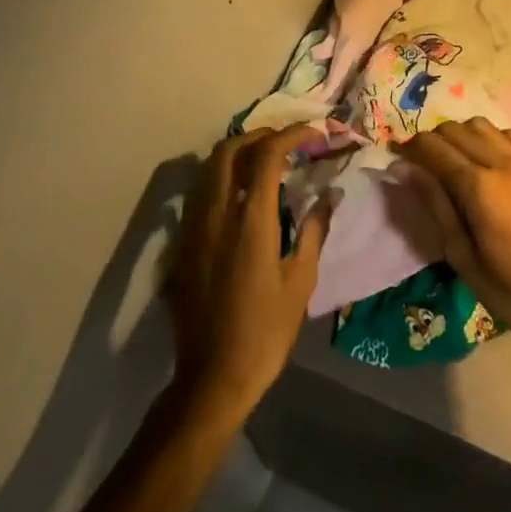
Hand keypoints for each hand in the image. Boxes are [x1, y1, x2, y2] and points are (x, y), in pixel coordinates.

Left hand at [163, 125, 332, 426]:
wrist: (212, 378)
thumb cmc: (266, 331)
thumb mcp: (301, 281)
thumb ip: (314, 230)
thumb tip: (329, 195)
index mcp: (250, 221)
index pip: (267, 155)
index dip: (291, 134)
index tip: (314, 133)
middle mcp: (216, 215)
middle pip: (228, 150)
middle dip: (259, 135)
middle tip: (286, 143)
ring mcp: (193, 229)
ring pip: (208, 169)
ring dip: (237, 154)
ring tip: (265, 162)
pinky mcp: (182, 246)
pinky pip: (199, 194)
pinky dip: (221, 179)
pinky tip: (241, 197)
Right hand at [396, 118, 510, 356]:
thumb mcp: (462, 256)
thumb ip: (435, 205)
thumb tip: (404, 169)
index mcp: (480, 187)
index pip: (434, 148)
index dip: (409, 149)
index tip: (395, 159)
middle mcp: (503, 162)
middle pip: (455, 130)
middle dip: (431, 141)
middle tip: (419, 165)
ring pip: (482, 125)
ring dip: (460, 135)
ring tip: (451, 161)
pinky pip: (509, 135)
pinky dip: (489, 138)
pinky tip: (486, 161)